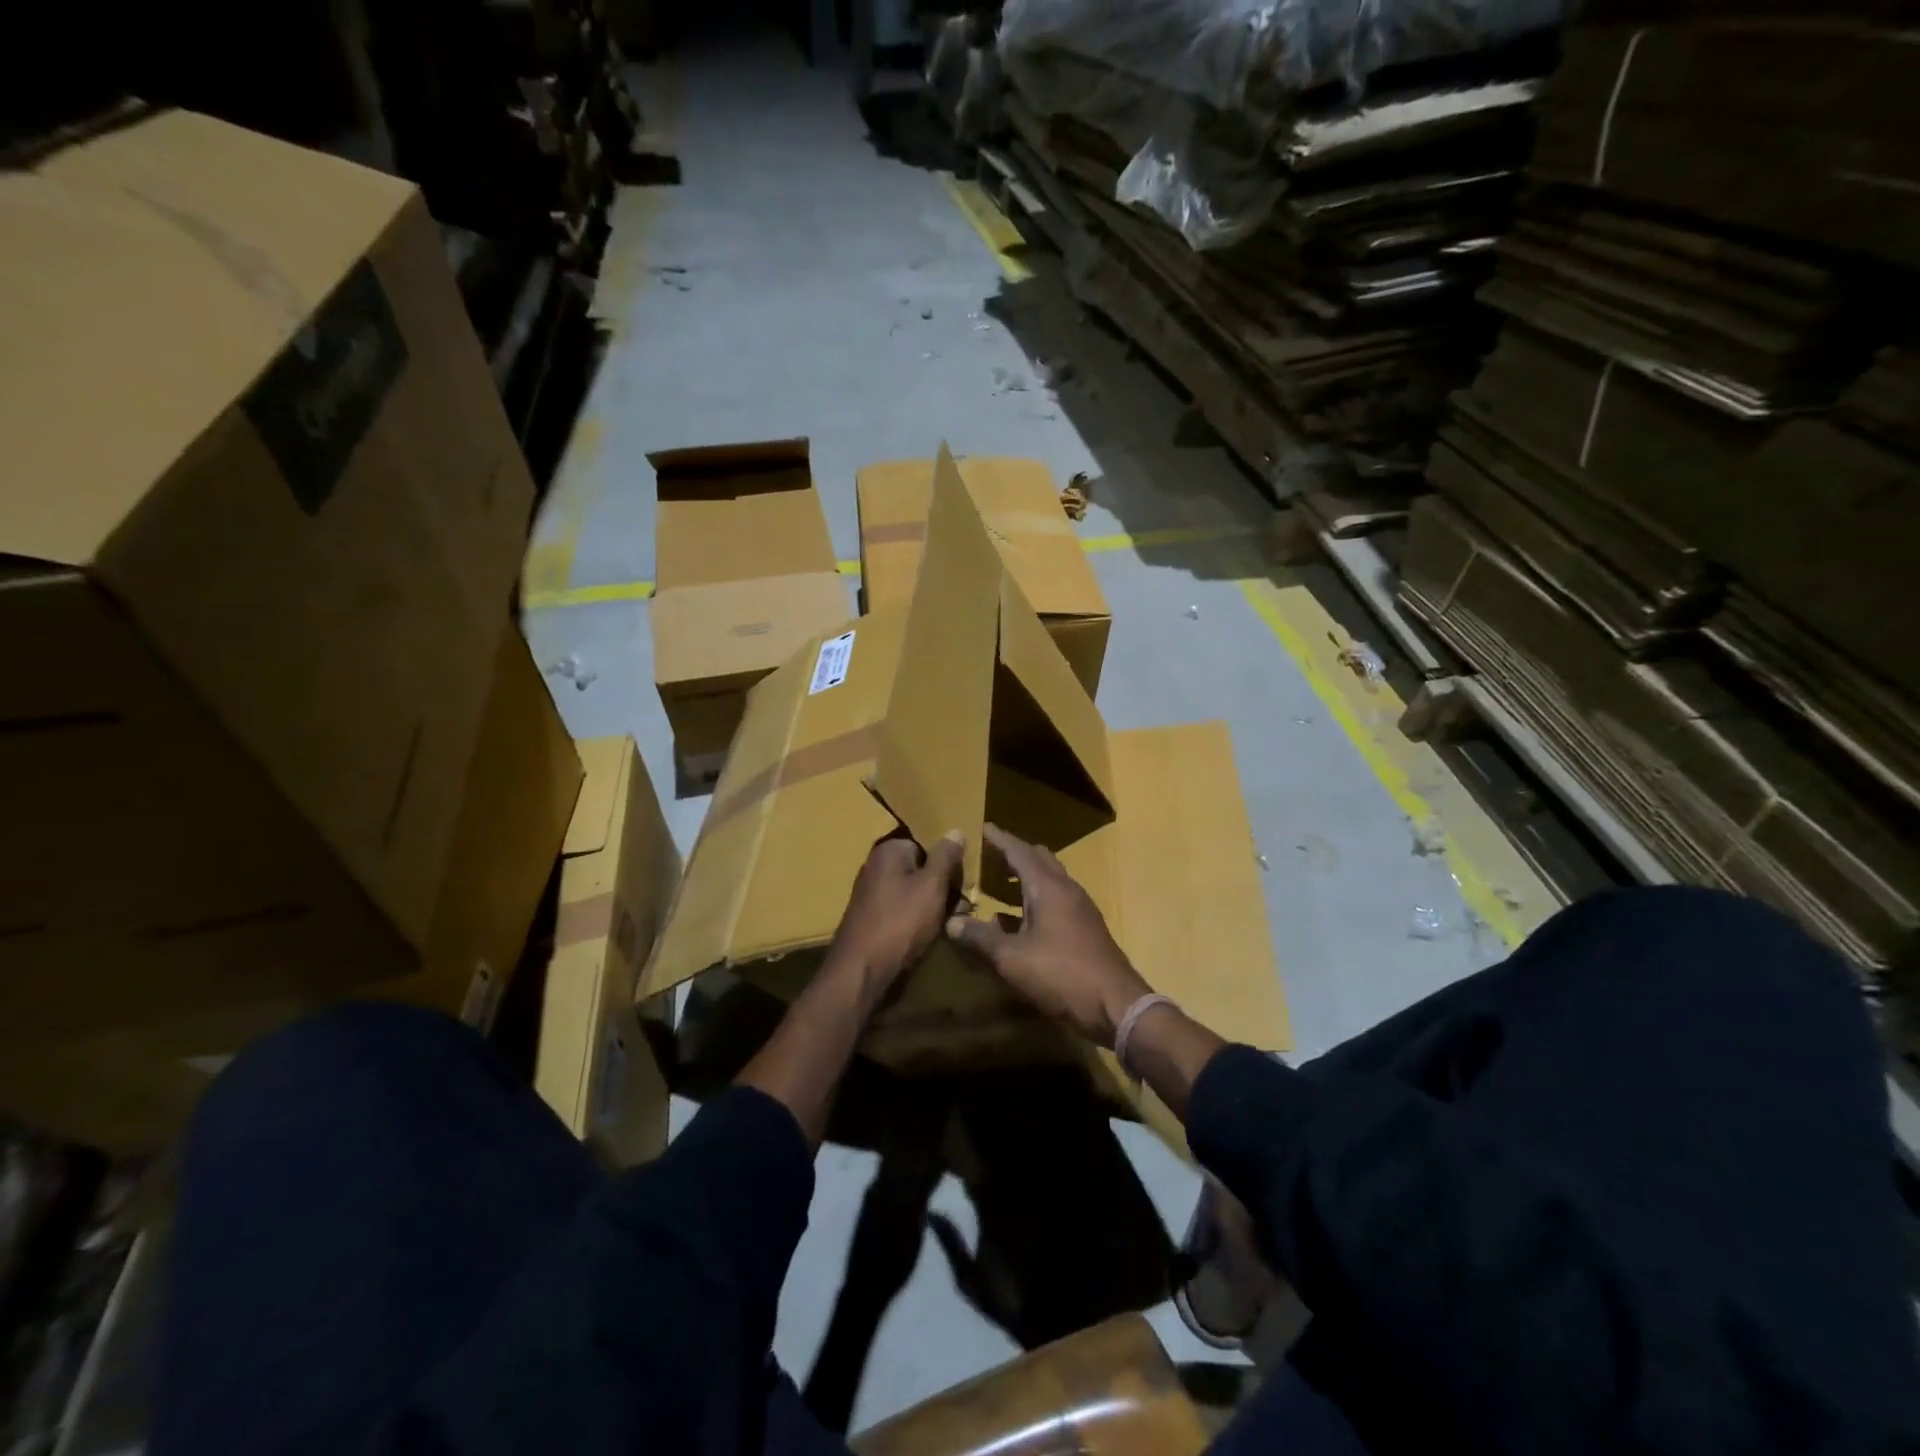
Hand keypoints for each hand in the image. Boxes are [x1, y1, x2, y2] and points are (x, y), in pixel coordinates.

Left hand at [828, 830, 967, 996]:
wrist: (862, 971)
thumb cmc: (900, 922)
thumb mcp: (932, 885)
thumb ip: (945, 857)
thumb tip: (955, 830)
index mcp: (888, 850)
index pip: (926, 842)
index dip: (948, 859)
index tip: (964, 877)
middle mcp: (877, 866)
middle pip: (921, 866)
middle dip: (943, 883)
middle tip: (965, 903)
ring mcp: (873, 893)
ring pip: (914, 890)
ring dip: (935, 903)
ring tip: (954, 919)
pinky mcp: (873, 918)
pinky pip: (904, 908)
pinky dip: (919, 917)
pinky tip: (934, 931)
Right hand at [945, 824, 1151, 1047]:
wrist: (1116, 1004)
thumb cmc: (1061, 974)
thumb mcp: (1012, 958)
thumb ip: (981, 938)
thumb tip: (951, 922)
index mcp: (1048, 888)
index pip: (1020, 852)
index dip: (1000, 840)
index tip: (985, 827)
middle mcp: (1067, 890)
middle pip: (1041, 859)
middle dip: (1017, 853)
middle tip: (993, 854)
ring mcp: (1081, 908)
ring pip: (1051, 879)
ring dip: (1028, 876)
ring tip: (1004, 883)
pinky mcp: (1087, 928)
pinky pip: (1058, 899)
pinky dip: (1038, 897)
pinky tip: (1024, 919)